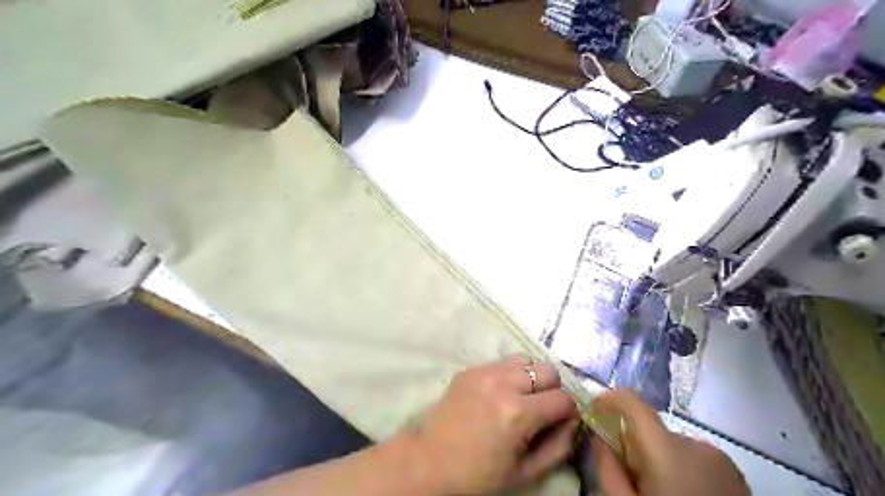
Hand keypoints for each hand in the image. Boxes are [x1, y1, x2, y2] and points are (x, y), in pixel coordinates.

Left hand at [401, 354, 581, 492]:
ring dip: (531, 377)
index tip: (560, 422)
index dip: (568, 413)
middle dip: (552, 390)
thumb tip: (573, 421)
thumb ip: (559, 446)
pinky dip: (510, 374)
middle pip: (548, 370)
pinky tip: (500, 394)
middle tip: (541, 409)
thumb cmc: (478, 475)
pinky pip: (502, 362)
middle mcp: (503, 383)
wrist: (429, 461)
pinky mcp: (470, 368)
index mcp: (518, 413)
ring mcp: (484, 371)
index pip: (564, 398)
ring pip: (526, 360)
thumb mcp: (525, 473)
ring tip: (521, 397)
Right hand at [590, 387, 748, 494]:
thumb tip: (598, 438)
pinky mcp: (735, 475)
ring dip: (658, 460)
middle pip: (651, 430)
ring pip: (672, 446)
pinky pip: (694, 459)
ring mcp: (721, 460)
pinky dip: (680, 470)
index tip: (594, 411)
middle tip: (629, 478)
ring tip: (659, 493)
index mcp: (668, 452)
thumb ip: (607, 469)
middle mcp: (697, 446)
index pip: (634, 404)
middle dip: (634, 446)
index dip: (610, 400)